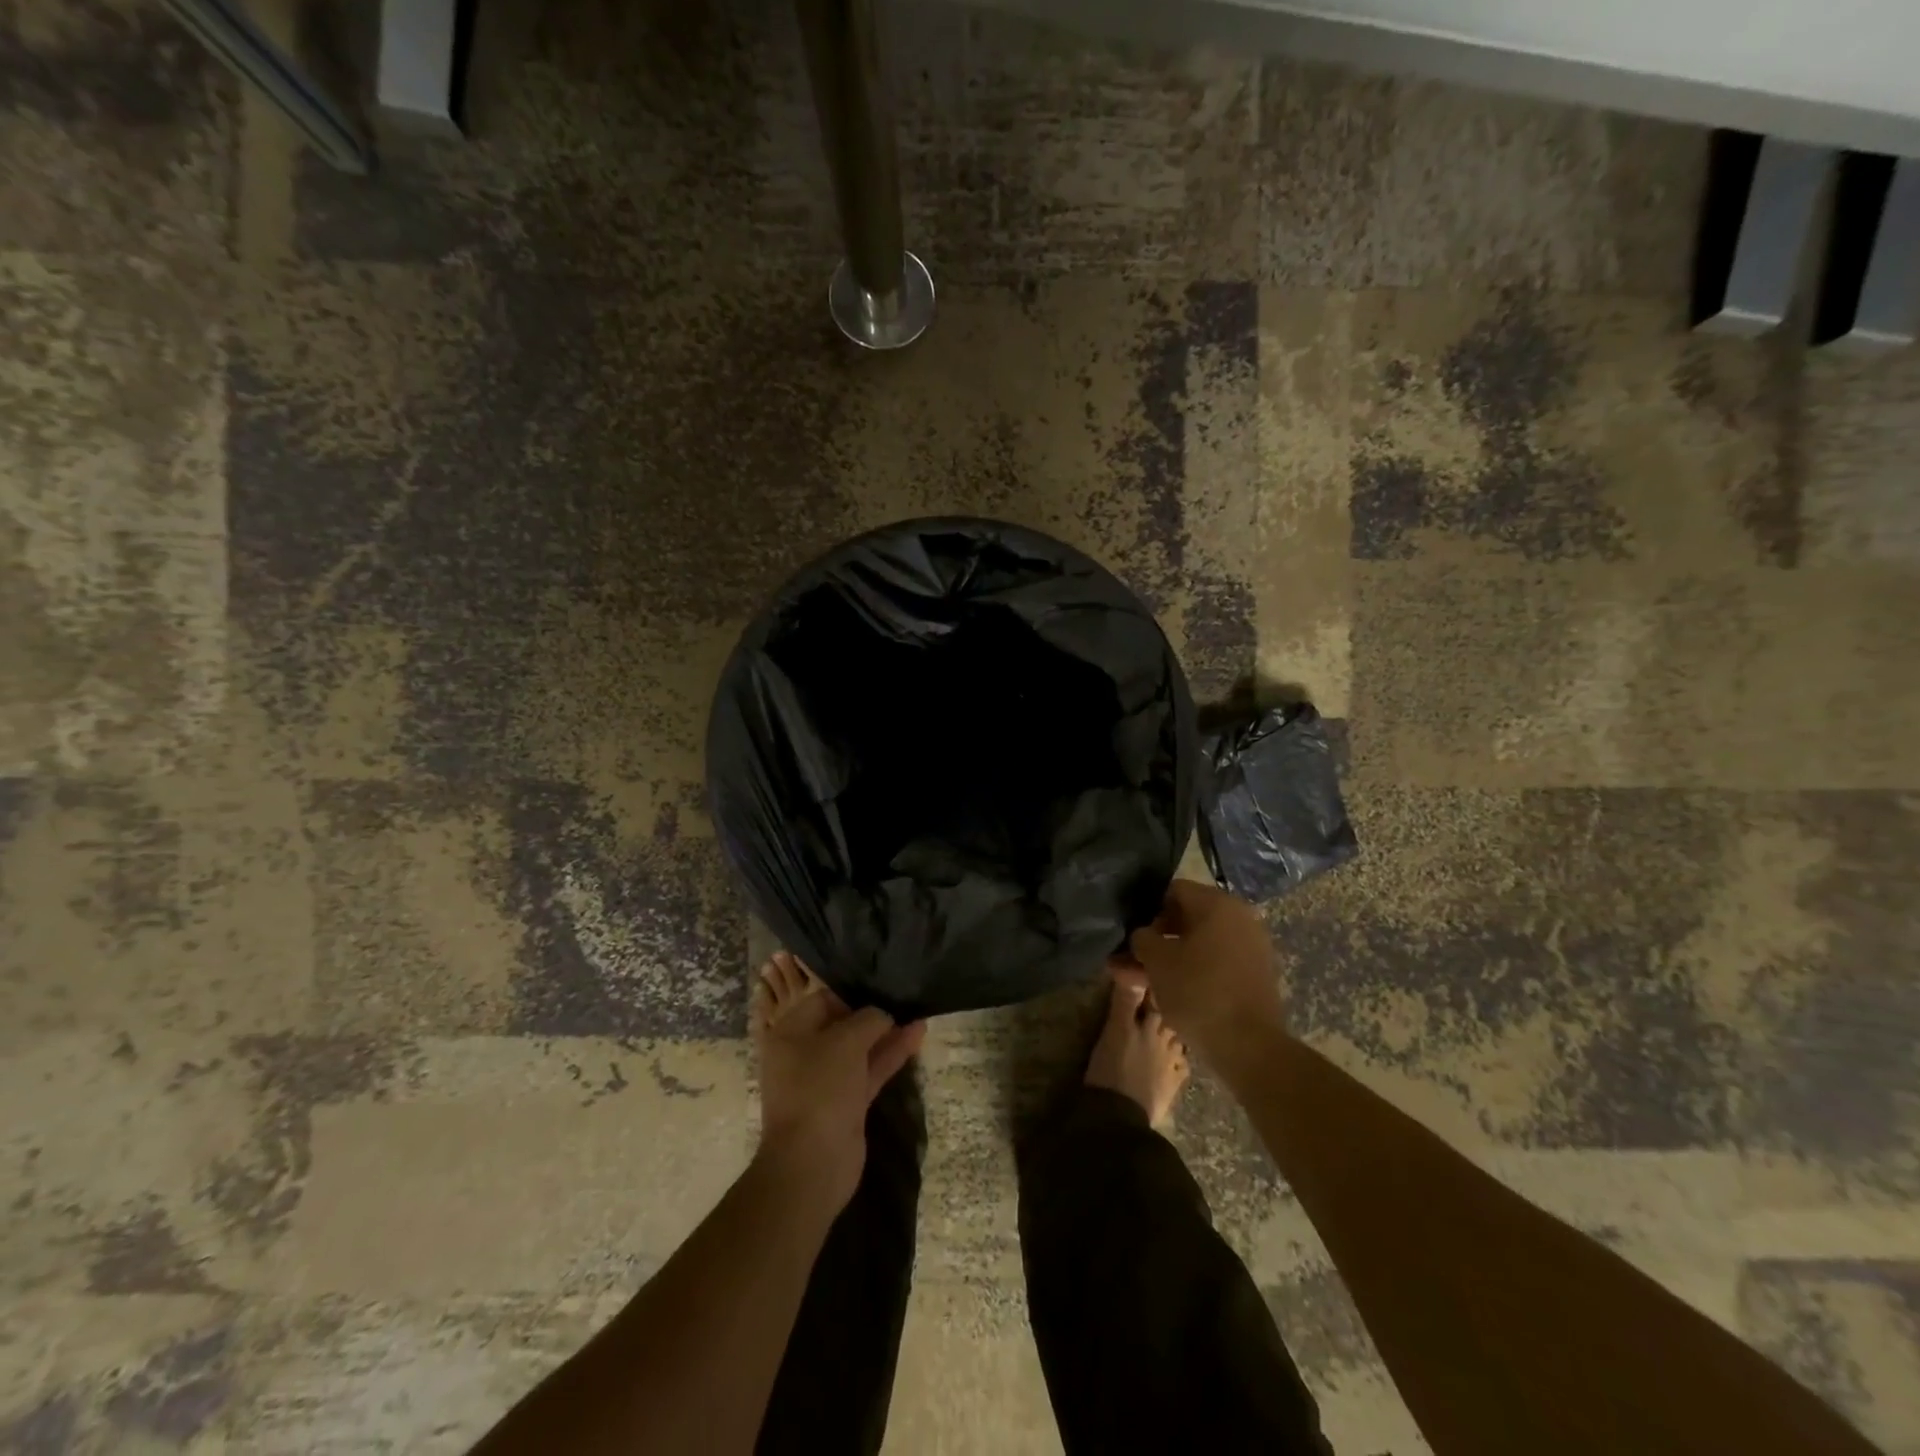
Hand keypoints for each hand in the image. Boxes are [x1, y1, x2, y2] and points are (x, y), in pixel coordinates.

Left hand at [754, 956, 925, 1212]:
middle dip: (872, 1013)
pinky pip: (870, 1070)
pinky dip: (891, 1054)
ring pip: (860, 1048)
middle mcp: (805, 1053)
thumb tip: (883, 1015)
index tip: (880, 986)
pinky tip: (917, 1035)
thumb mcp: (845, 1041)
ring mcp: (827, 1080)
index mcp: (791, 1033)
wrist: (812, 1162)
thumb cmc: (819, 1088)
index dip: (851, 992)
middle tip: (902, 996)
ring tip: (917, 1012)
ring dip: (887, 1033)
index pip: (822, 1000)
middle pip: (842, 1024)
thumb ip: (868, 1020)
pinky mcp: (847, 1102)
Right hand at [1120, 880, 1284, 1066]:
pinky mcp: (1254, 975)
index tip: (1131, 933)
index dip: (1147, 908)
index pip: (1174, 891)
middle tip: (1128, 959)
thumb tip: (1142, 935)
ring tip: (1137, 980)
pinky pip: (1215, 963)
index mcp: (1217, 904)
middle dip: (1155, 939)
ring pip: (1199, 945)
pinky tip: (1165, 992)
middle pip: (1187, 919)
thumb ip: (1142, 939)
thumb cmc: (1198, 991)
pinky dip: (1191, 972)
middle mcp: (1239, 918)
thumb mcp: (1157, 961)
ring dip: (1168, 959)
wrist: (1249, 1045)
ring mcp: (1250, 947)